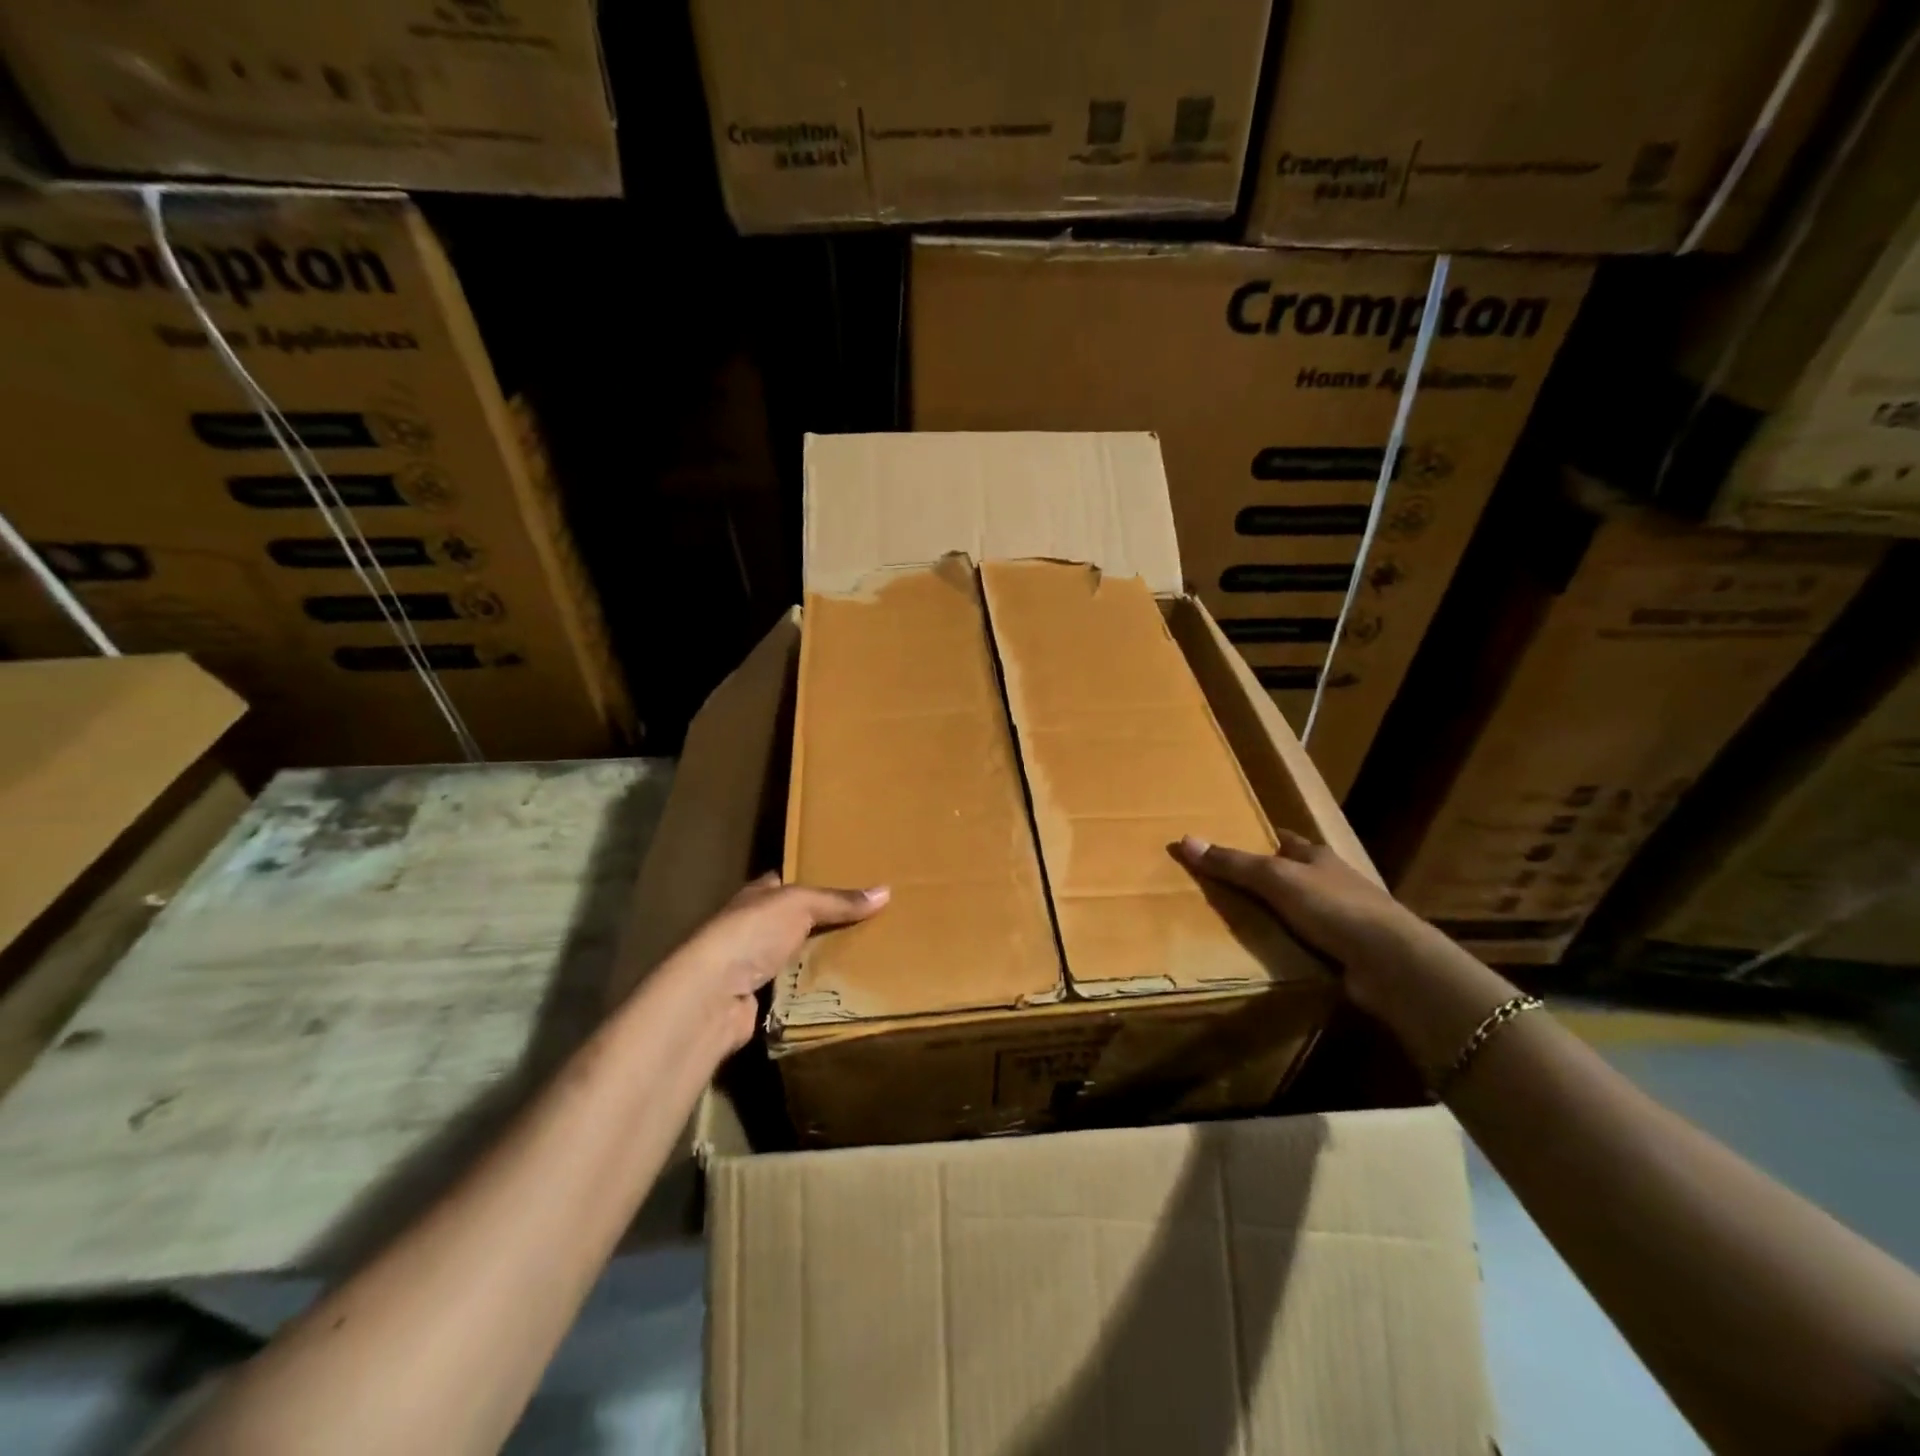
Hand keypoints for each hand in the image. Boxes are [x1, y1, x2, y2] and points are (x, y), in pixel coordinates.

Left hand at [649, 873, 888, 1053]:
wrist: (714, 995)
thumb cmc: (752, 933)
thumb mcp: (800, 904)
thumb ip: (838, 900)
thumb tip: (885, 891)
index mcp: (757, 895)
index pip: (788, 882)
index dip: (815, 879)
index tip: (850, 882)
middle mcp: (752, 926)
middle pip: (795, 920)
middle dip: (825, 921)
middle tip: (869, 920)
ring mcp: (752, 964)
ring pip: (796, 954)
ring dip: (819, 956)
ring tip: (865, 952)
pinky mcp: (759, 998)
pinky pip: (795, 987)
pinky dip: (813, 986)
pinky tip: (842, 985)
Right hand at [1175, 830, 1439, 1016]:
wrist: (1390, 962)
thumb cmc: (1333, 906)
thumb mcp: (1275, 878)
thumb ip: (1233, 864)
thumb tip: (1186, 840)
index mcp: (1317, 857)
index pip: (1285, 840)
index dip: (1260, 839)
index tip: (1232, 841)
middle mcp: (1331, 883)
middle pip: (1292, 875)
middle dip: (1263, 879)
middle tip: (1222, 886)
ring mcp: (1341, 919)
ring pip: (1298, 911)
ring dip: (1274, 916)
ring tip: (1234, 923)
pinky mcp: (1344, 953)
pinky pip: (1305, 944)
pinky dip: (1286, 946)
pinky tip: (1264, 954)